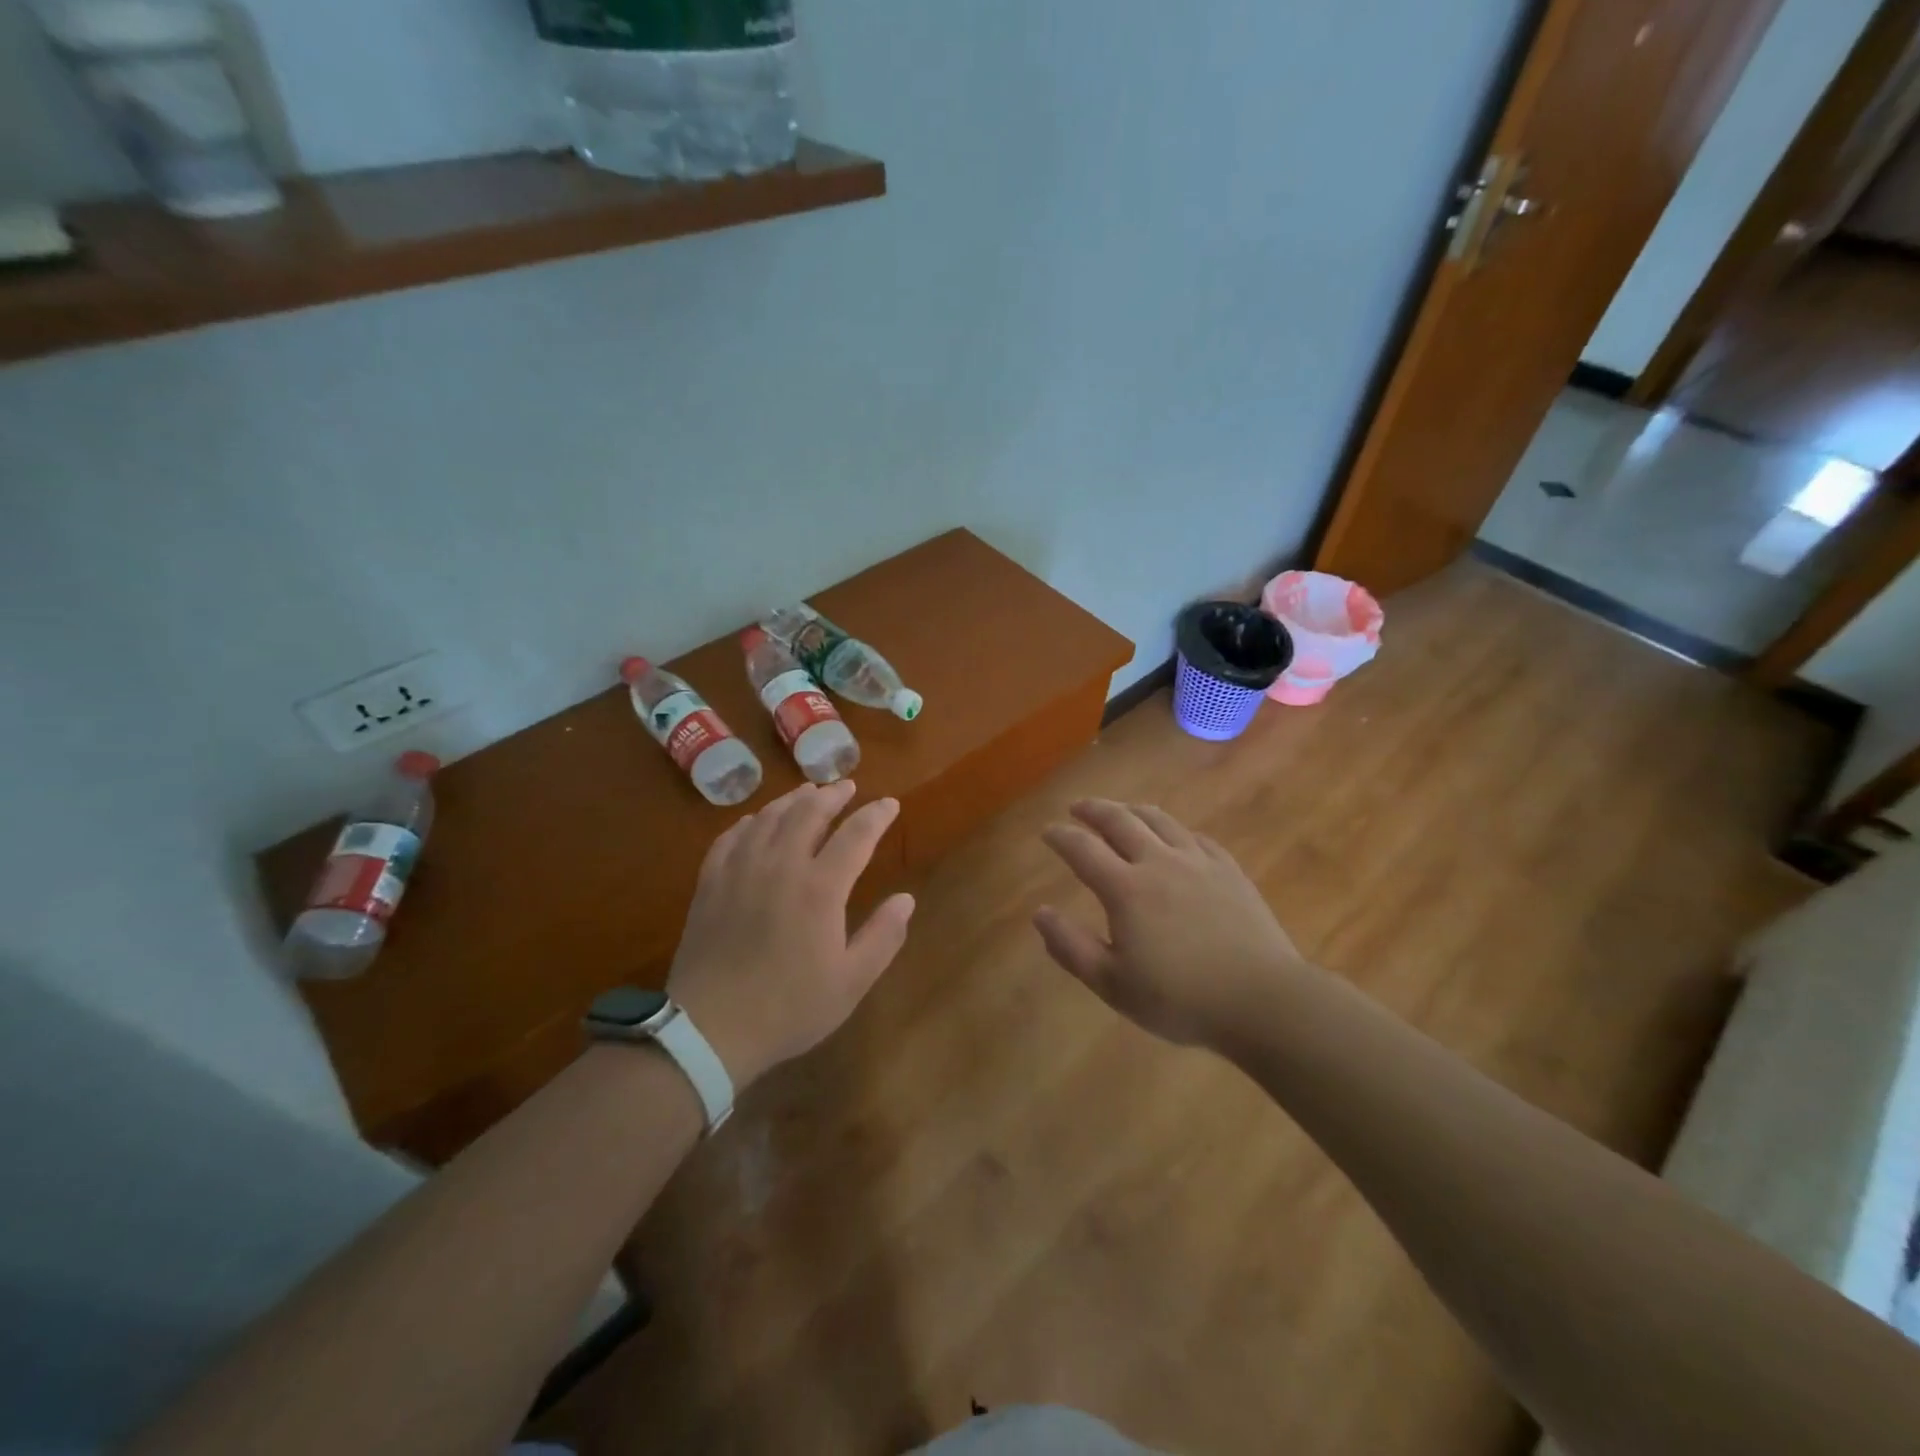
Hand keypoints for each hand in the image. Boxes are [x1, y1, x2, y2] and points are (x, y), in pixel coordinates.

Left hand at [666, 780, 914, 1089]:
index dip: (876, 815)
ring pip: (769, 818)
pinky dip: (750, 821)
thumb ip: (883, 936)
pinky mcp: (710, 883)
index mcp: (820, 888)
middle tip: (848, 786)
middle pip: (809, 813)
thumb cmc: (789, 1008)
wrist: (711, 1028)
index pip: (856, 835)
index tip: (890, 804)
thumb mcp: (851, 981)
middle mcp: (781, 866)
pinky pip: (731, 837)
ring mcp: (740, 870)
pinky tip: (757, 821)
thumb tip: (906, 899)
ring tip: (808, 792)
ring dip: (793, 800)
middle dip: (833, 795)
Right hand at [1034, 799, 1307, 1049]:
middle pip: (1120, 821)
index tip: (1047, 832)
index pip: (1083, 849)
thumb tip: (1039, 913)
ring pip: (1160, 820)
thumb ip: (1071, 947)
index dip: (1061, 836)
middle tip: (1078, 807)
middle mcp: (1159, 862)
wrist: (1262, 1000)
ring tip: (1120, 810)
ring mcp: (1199, 862)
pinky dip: (1175, 830)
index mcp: (1126, 889)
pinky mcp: (1230, 871)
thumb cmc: (1181, 999)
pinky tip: (1175, 836)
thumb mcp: (1113, 984)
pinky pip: (1196, 837)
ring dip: (1133, 810)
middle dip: (1094, 809)